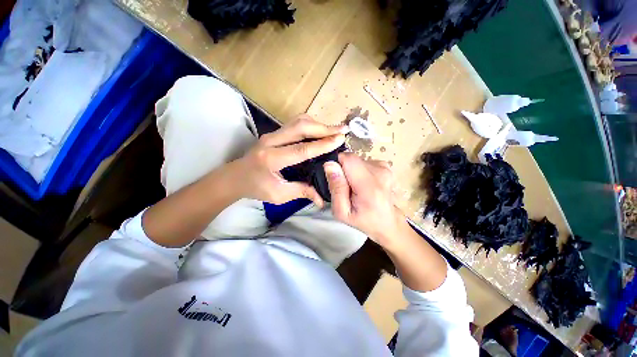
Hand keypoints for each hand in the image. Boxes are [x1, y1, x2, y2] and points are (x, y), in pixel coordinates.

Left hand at [235, 115, 347, 206]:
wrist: (235, 177)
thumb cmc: (256, 188)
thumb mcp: (278, 195)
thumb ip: (301, 192)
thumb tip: (322, 199)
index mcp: (271, 159)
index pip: (301, 149)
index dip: (322, 144)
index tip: (340, 139)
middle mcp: (271, 141)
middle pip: (300, 127)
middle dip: (324, 127)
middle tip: (343, 130)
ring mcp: (272, 134)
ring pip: (298, 121)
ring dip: (318, 124)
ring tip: (334, 130)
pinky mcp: (274, 132)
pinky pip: (295, 123)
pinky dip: (310, 124)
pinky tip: (320, 130)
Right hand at [324, 152, 407, 246]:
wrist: (387, 222)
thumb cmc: (363, 220)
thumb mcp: (342, 211)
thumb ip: (336, 188)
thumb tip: (330, 164)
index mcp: (369, 186)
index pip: (348, 159)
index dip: (337, 165)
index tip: (336, 179)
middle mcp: (380, 172)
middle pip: (352, 159)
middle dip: (344, 170)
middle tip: (346, 188)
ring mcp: (384, 168)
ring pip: (357, 160)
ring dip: (352, 171)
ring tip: (356, 188)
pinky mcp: (385, 166)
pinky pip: (364, 162)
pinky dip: (359, 171)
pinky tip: (363, 184)